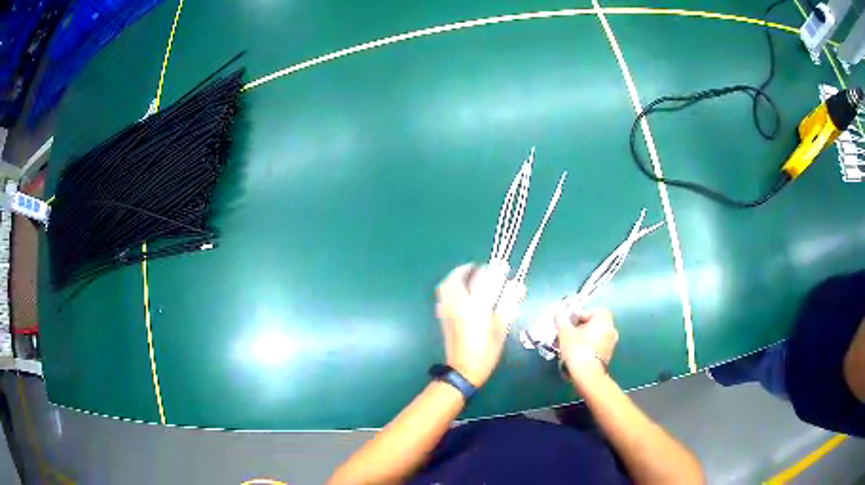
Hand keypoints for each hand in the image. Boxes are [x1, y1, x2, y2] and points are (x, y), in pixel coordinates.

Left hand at [435, 264, 507, 385]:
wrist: (463, 371)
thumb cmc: (485, 351)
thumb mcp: (500, 328)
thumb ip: (509, 304)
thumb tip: (519, 286)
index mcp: (471, 306)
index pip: (477, 280)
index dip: (486, 270)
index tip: (496, 267)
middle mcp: (455, 305)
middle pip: (452, 280)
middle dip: (463, 271)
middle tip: (476, 270)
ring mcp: (445, 312)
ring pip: (444, 288)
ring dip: (454, 279)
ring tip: (467, 280)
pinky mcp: (441, 319)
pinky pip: (442, 298)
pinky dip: (449, 290)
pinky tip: (460, 296)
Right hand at [556, 308, 617, 382]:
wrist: (587, 373)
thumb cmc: (577, 347)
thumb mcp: (565, 332)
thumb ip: (561, 320)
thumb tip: (559, 314)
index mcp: (604, 319)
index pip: (591, 312)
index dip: (578, 317)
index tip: (568, 325)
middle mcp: (611, 328)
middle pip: (593, 325)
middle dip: (580, 329)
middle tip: (567, 336)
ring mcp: (611, 343)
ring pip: (595, 337)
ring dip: (584, 339)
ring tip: (569, 347)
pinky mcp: (608, 356)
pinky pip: (597, 347)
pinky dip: (588, 349)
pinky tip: (577, 355)